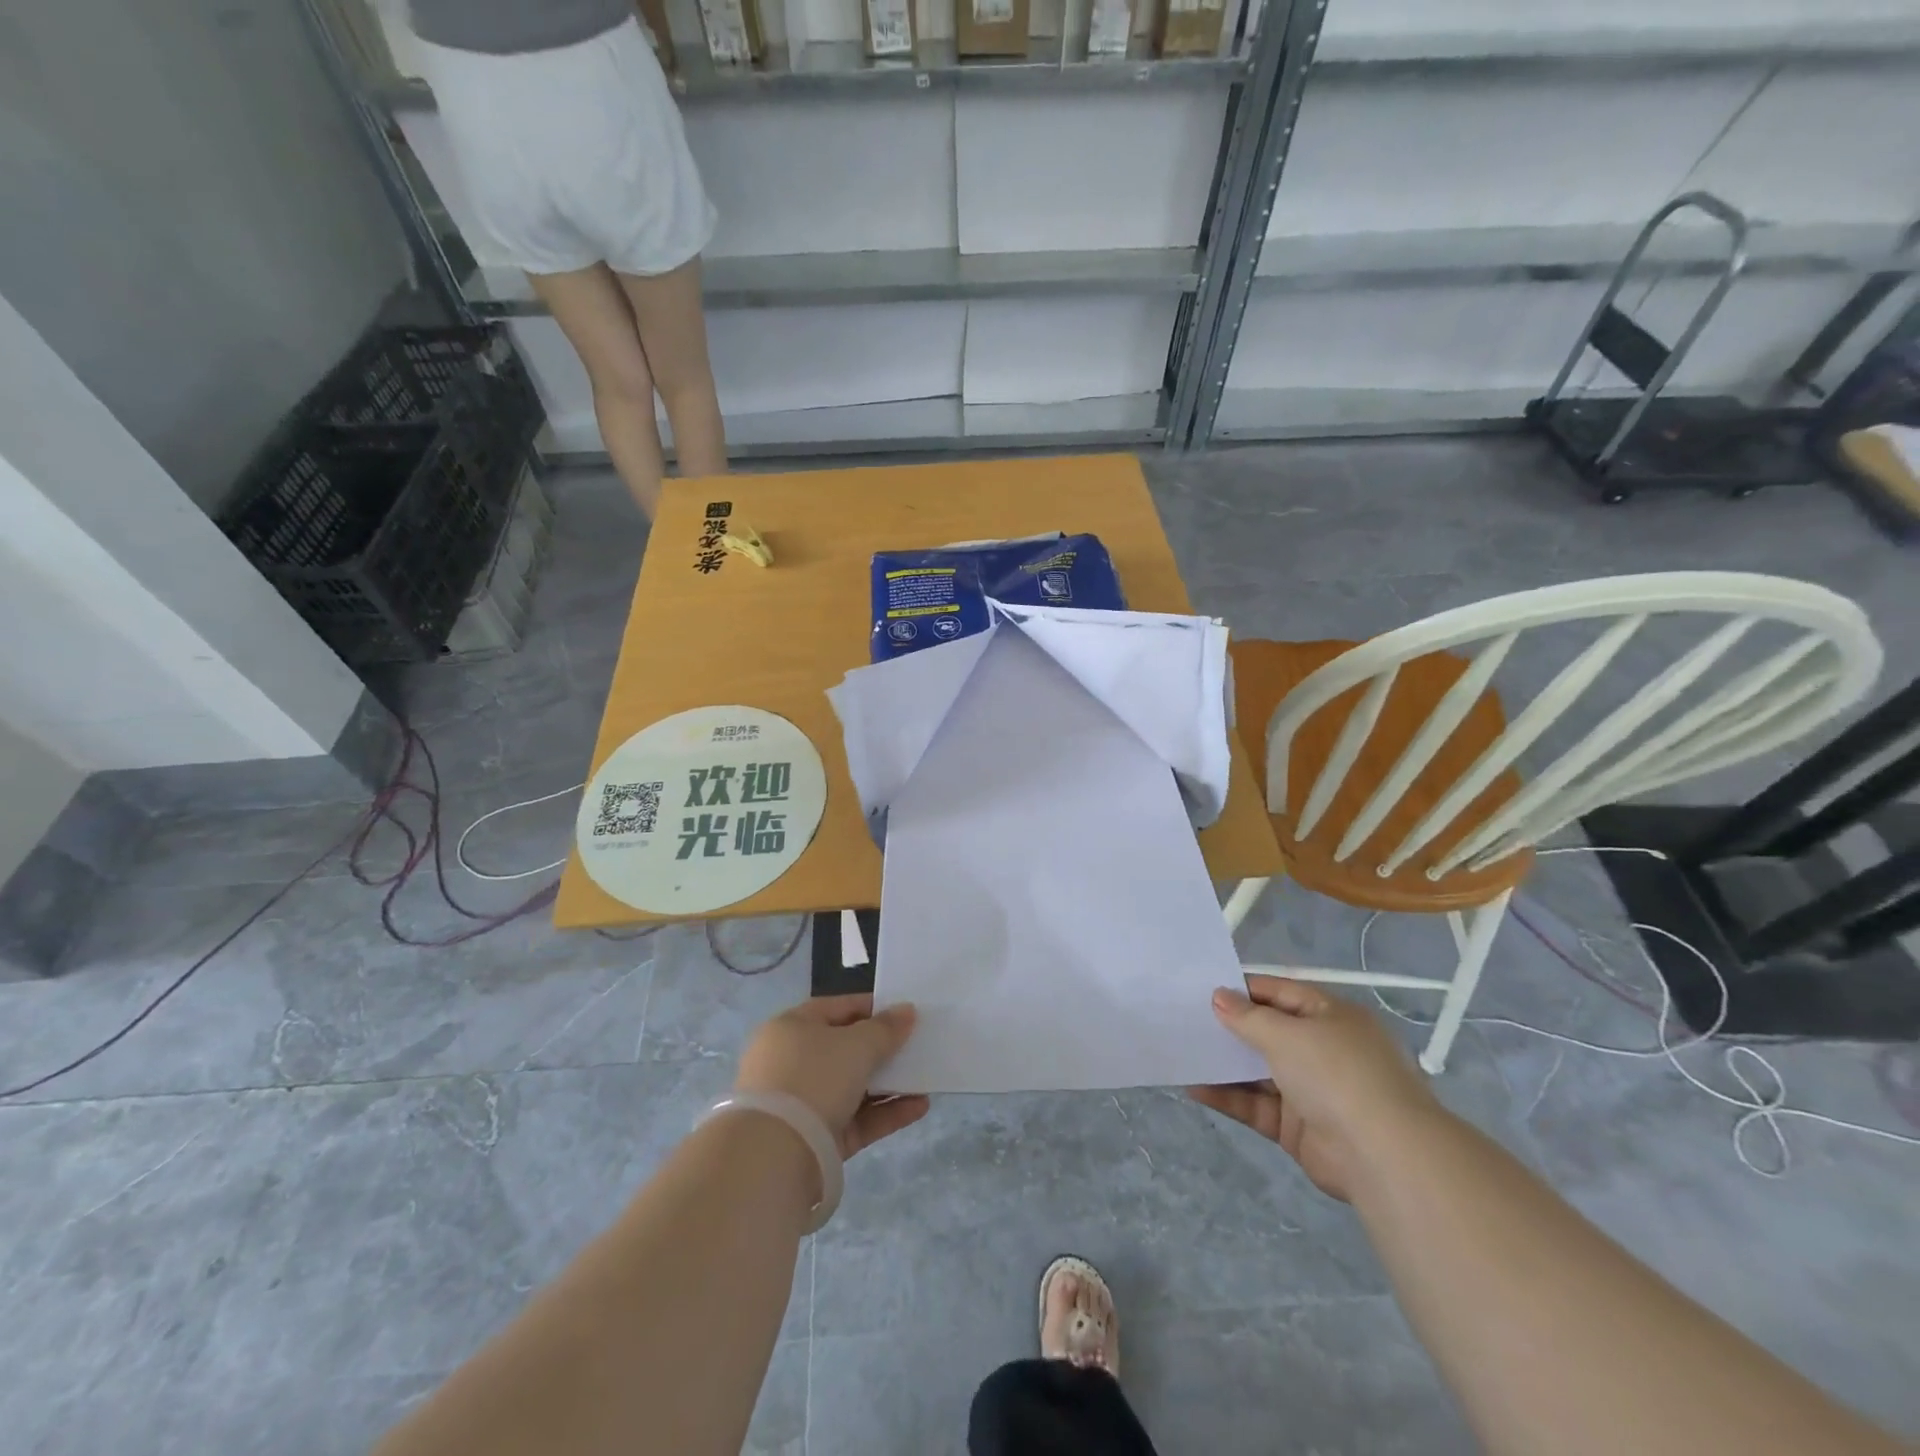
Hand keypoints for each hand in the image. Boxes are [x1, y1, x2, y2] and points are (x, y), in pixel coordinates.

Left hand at [736, 994, 929, 1159]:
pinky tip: (919, 1107)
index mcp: (792, 1027)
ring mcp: (803, 1103)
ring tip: (925, 1080)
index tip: (906, 1013)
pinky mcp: (816, 1139)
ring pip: (853, 1086)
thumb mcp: (856, 1045)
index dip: (874, 1008)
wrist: (774, 1156)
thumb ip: (886, 1028)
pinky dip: (885, 1112)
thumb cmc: (814, 1078)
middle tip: (918, 1047)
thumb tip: (907, 1011)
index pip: (838, 1008)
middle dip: (883, 1049)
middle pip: (846, 1049)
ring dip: (889, 1083)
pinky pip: (856, 1119)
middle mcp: (793, 1061)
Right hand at [1188, 976, 1438, 1201]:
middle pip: (1269, 1032)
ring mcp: (1311, 1091)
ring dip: (1225, 1064)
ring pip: (1259, 1071)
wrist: (1382, 1157)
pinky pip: (1256, 1105)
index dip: (1244, 990)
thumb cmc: (1336, 1073)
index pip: (1280, 993)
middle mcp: (1323, 1050)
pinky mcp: (1297, 1128)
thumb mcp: (1287, 1034)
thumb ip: (1248, 1016)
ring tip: (1183, 1052)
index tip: (1203, 989)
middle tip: (1185, 1019)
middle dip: (1230, 1028)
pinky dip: (1228, 1097)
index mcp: (1331, 1017)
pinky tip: (1194, 1088)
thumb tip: (1218, 996)